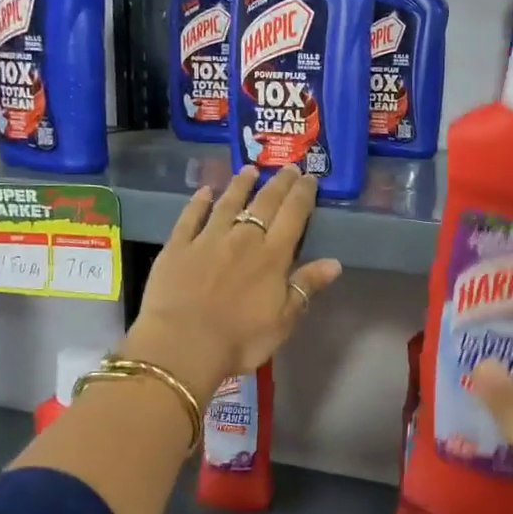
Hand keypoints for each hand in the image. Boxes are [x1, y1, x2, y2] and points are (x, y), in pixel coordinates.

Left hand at [124, 165, 342, 398]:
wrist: (182, 346)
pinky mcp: (177, 246)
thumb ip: (306, 287)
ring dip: (241, 184)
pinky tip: (205, 190)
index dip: (303, 194)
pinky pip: (190, 216)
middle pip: (264, 203)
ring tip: (250, 169)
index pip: (293, 216)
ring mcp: (208, 239)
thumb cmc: (240, 340)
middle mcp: (243, 239)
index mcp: (272, 256)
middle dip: (279, 183)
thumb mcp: (283, 321)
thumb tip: (335, 262)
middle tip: (288, 167)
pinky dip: (199, 201)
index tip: (310, 177)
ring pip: (229, 203)